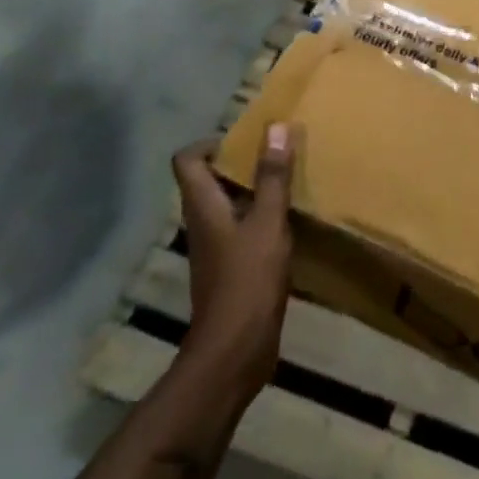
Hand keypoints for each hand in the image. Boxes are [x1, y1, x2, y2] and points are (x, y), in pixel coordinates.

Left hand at [172, 126, 294, 399]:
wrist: (235, 351)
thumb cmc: (247, 280)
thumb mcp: (268, 222)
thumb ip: (273, 176)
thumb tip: (277, 127)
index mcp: (202, 205)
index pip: (187, 159)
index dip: (211, 143)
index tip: (247, 139)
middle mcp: (203, 222)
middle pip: (210, 179)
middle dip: (241, 162)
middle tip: (277, 153)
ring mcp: (216, 247)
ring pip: (229, 205)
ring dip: (255, 190)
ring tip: (289, 180)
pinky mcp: (231, 268)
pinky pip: (243, 229)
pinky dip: (262, 218)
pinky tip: (291, 222)